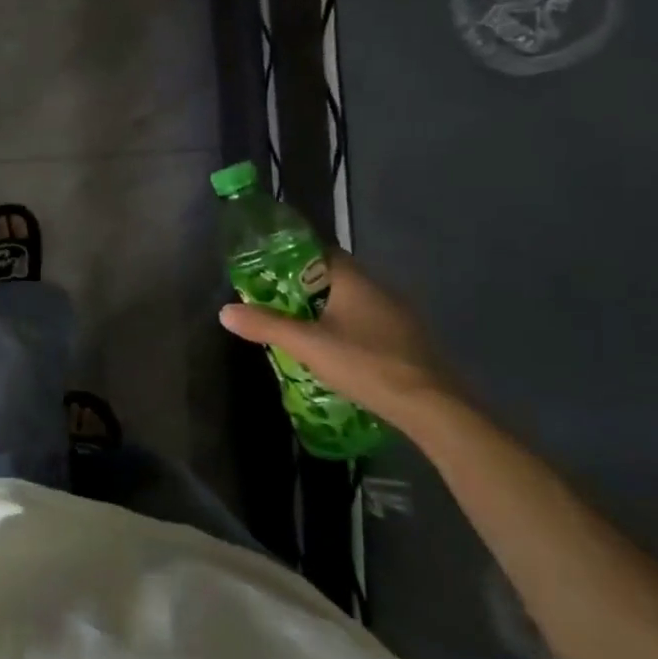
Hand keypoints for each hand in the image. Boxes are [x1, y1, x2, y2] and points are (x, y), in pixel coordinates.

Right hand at [218, 251, 464, 426]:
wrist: (432, 407)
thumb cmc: (366, 364)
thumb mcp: (307, 345)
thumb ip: (266, 325)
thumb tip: (225, 311)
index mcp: (354, 281)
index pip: (320, 252)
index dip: (292, 256)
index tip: (267, 269)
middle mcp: (379, 289)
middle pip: (334, 277)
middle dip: (304, 287)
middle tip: (274, 301)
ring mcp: (397, 315)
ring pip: (352, 301)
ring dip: (325, 309)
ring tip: (297, 326)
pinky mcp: (406, 340)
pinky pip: (367, 322)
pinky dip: (345, 328)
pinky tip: (333, 349)